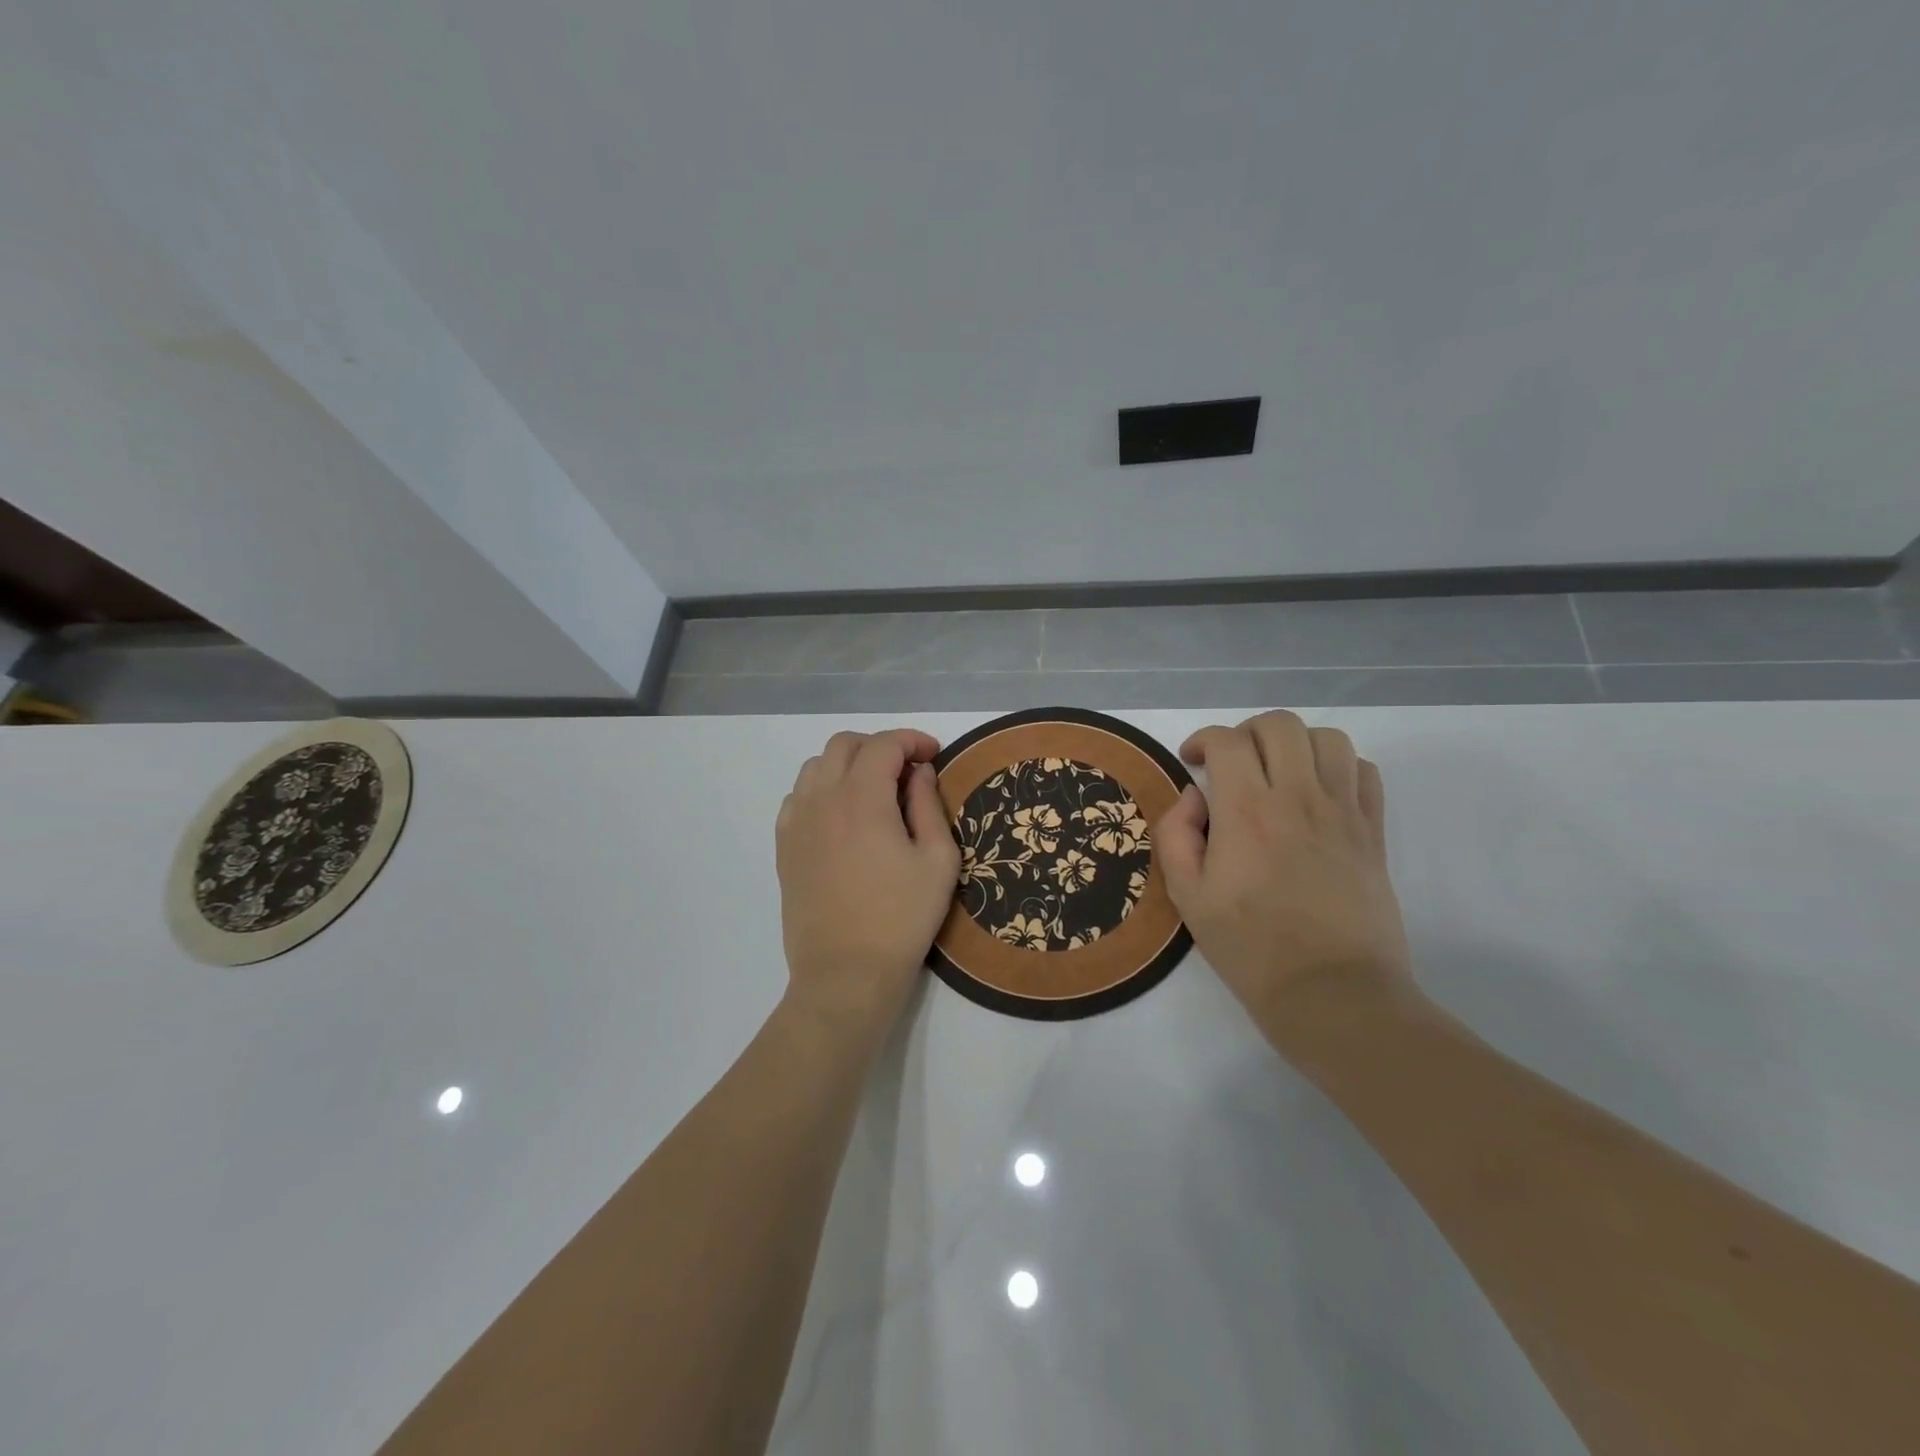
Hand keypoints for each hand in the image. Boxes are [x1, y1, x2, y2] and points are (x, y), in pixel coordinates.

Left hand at [775, 728, 960, 1046]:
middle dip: (879, 746)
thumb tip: (919, 772)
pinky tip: (842, 817)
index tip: (934, 755)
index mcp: (862, 798)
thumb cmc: (902, 918)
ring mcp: (796, 823)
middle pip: (844, 745)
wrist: (846, 973)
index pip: (884, 745)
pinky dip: (822, 790)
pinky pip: (797, 797)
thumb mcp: (938, 860)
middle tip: (907, 771)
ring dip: (848, 765)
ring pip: (816, 767)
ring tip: (874, 791)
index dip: (913, 740)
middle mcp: (822, 799)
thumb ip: (929, 805)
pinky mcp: (784, 847)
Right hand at [1154, 711, 1415, 1046]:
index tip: (1193, 762)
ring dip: (1295, 744)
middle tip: (1233, 765)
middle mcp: (1298, 798)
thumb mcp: (1188, 898)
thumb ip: (1176, 835)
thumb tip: (1194, 797)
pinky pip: (1364, 771)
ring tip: (1279, 773)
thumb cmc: (1250, 948)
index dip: (1203, 740)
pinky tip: (1319, 793)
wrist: (1332, 994)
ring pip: (1326, 738)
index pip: (1227, 741)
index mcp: (1246, 812)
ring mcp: (1343, 812)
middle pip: (1278, 725)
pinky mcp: (1373, 832)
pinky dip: (1339, 767)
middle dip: (1246, 733)